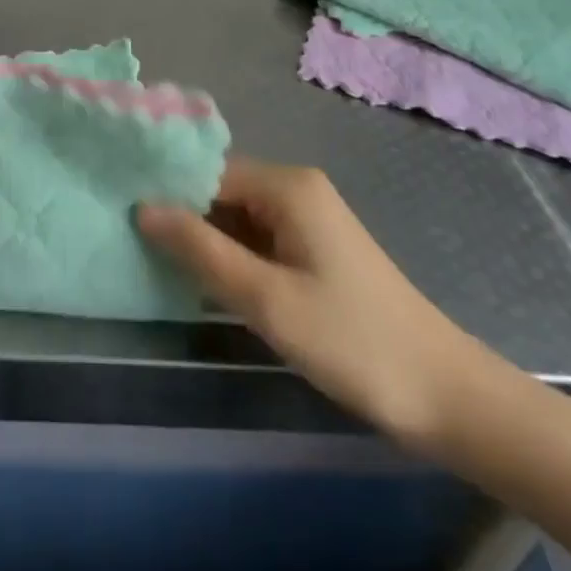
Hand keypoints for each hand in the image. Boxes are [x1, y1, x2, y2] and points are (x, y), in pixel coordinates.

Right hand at [139, 156, 474, 445]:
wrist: (448, 399)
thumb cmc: (352, 342)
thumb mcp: (266, 299)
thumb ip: (200, 249)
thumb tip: (142, 207)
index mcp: (286, 186)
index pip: (207, 172)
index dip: (166, 192)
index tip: (122, 214)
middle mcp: (295, 189)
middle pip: (219, 191)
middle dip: (181, 216)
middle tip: (131, 243)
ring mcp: (307, 219)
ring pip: (235, 217)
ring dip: (202, 240)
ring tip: (152, 261)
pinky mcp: (313, 249)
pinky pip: (256, 239)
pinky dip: (228, 256)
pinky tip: (199, 280)